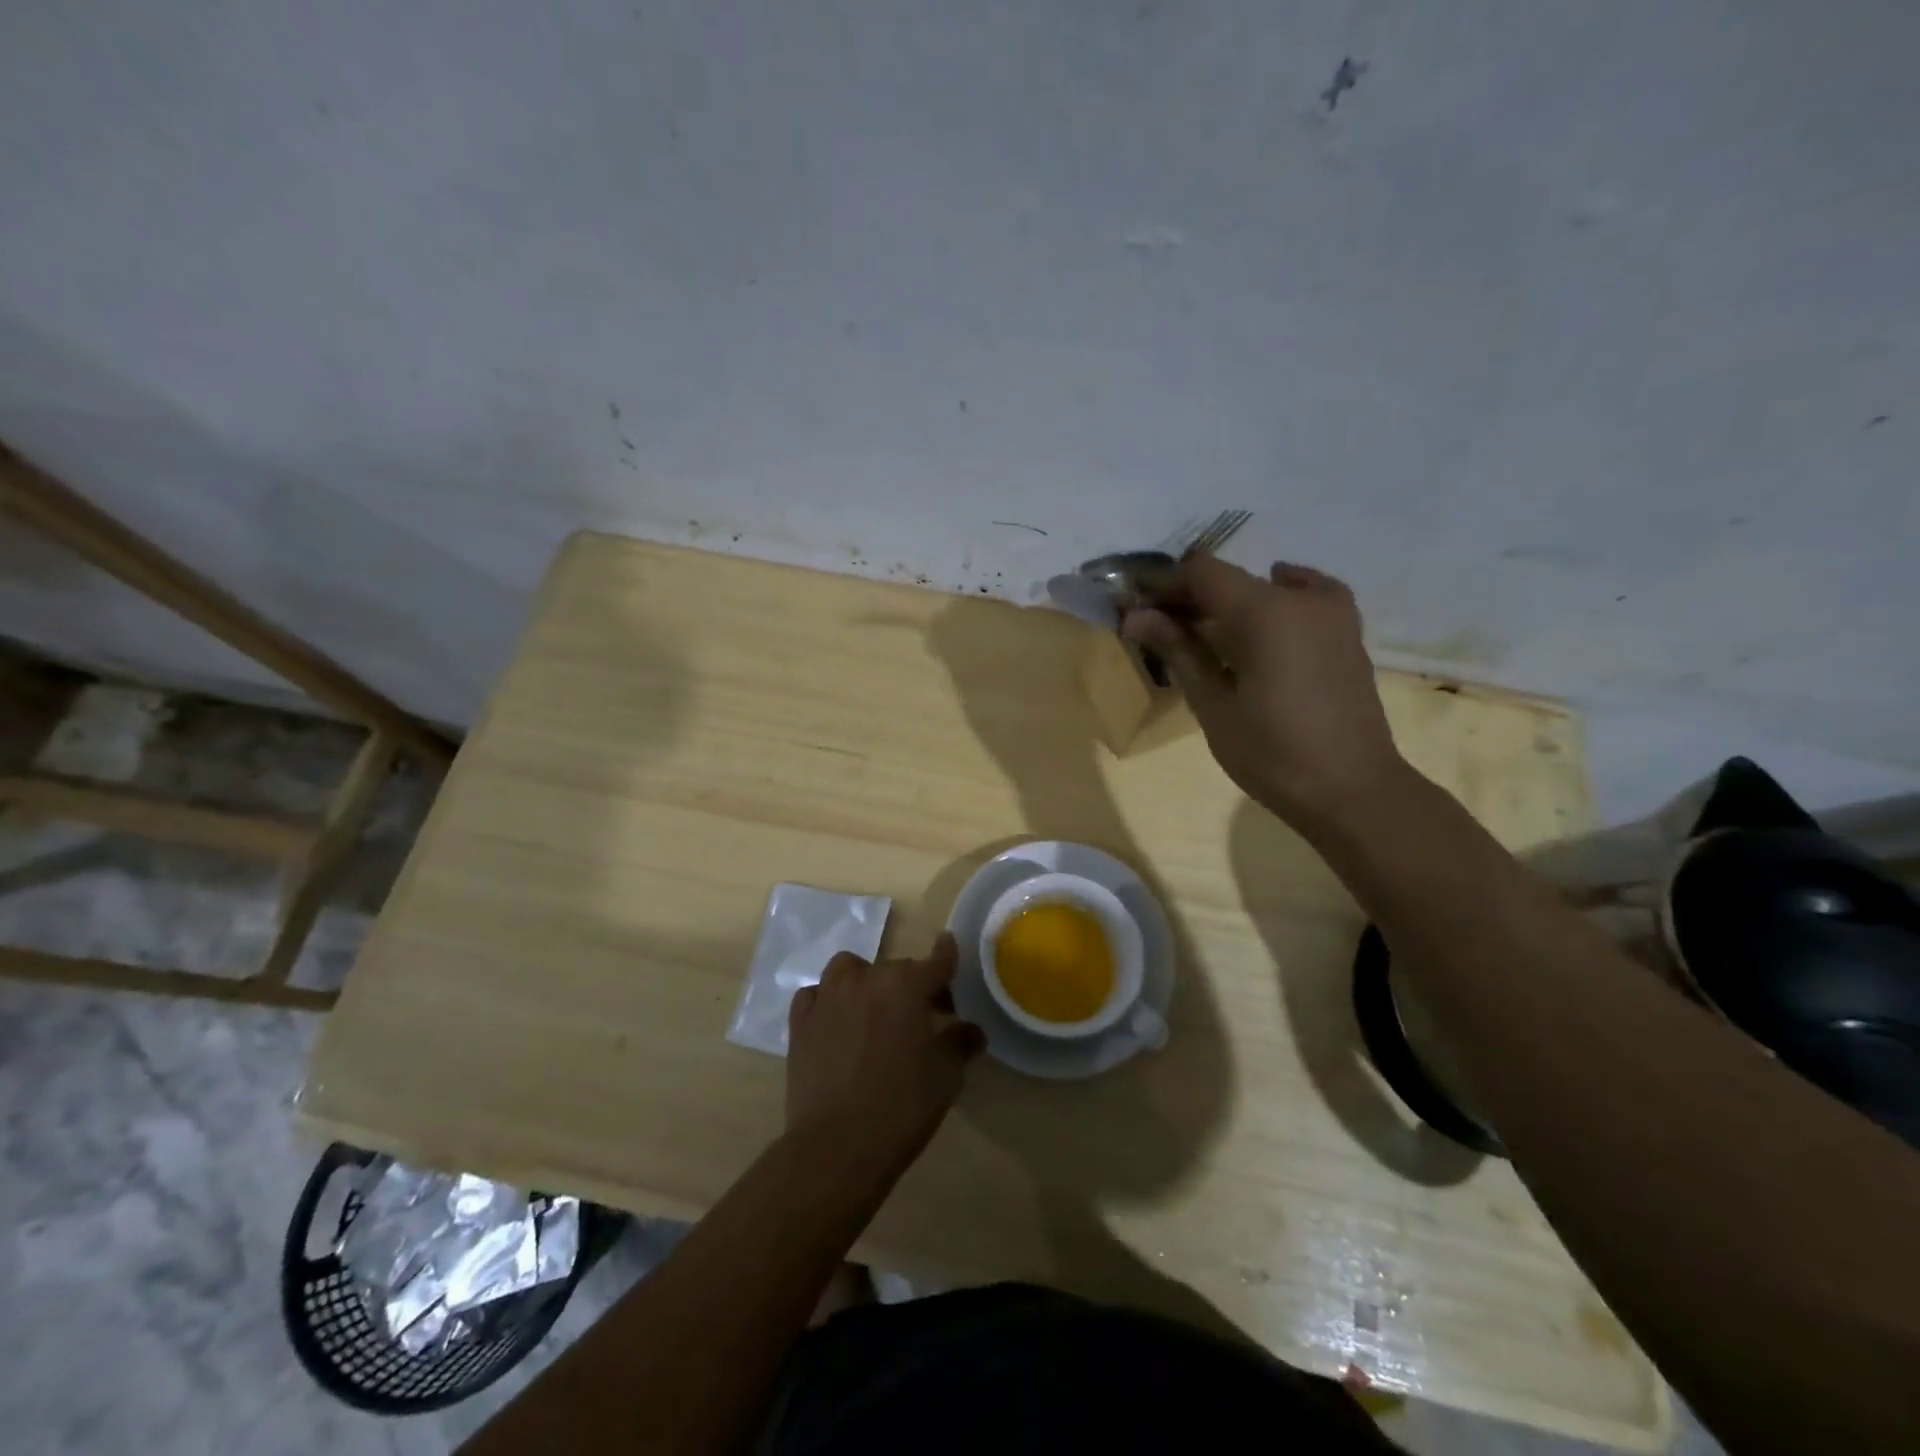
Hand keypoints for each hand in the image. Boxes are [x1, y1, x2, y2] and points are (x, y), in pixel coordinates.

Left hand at [786, 933, 984, 1177]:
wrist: (836, 1146)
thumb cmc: (901, 1106)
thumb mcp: (945, 1077)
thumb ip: (959, 1044)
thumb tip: (971, 1030)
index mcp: (906, 985)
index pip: (936, 961)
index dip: (947, 956)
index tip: (950, 948)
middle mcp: (866, 979)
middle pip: (896, 969)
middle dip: (912, 985)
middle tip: (923, 1014)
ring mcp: (828, 997)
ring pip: (849, 970)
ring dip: (865, 981)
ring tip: (873, 1009)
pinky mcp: (800, 1022)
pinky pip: (815, 995)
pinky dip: (827, 1001)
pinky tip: (835, 1022)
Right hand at [1123, 557, 1406, 824]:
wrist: (1352, 790)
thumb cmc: (1272, 754)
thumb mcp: (1214, 706)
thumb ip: (1178, 651)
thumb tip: (1136, 616)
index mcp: (1265, 612)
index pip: (1201, 573)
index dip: (1164, 585)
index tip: (1137, 608)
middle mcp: (1300, 598)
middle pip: (1232, 579)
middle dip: (1191, 598)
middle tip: (1159, 628)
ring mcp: (1331, 611)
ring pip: (1265, 587)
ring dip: (1228, 603)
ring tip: (1203, 636)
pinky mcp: (1347, 631)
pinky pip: (1304, 596)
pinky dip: (1275, 599)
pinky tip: (1263, 619)